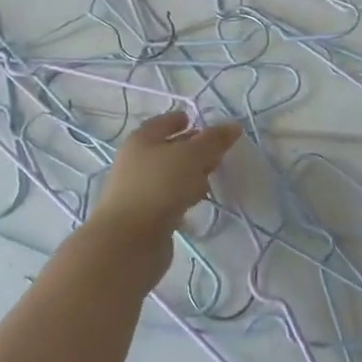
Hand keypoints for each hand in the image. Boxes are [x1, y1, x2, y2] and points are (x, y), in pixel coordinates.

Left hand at [80, 111, 240, 277]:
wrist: (128, 242)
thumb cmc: (159, 187)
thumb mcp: (191, 156)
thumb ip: (213, 141)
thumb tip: (233, 125)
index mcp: (142, 139)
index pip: (164, 122)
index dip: (182, 120)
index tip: (201, 122)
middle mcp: (136, 161)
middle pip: (168, 149)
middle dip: (192, 149)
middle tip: (216, 153)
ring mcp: (139, 190)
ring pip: (170, 175)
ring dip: (190, 175)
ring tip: (211, 179)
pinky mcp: (145, 216)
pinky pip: (169, 198)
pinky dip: (183, 196)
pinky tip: (197, 202)